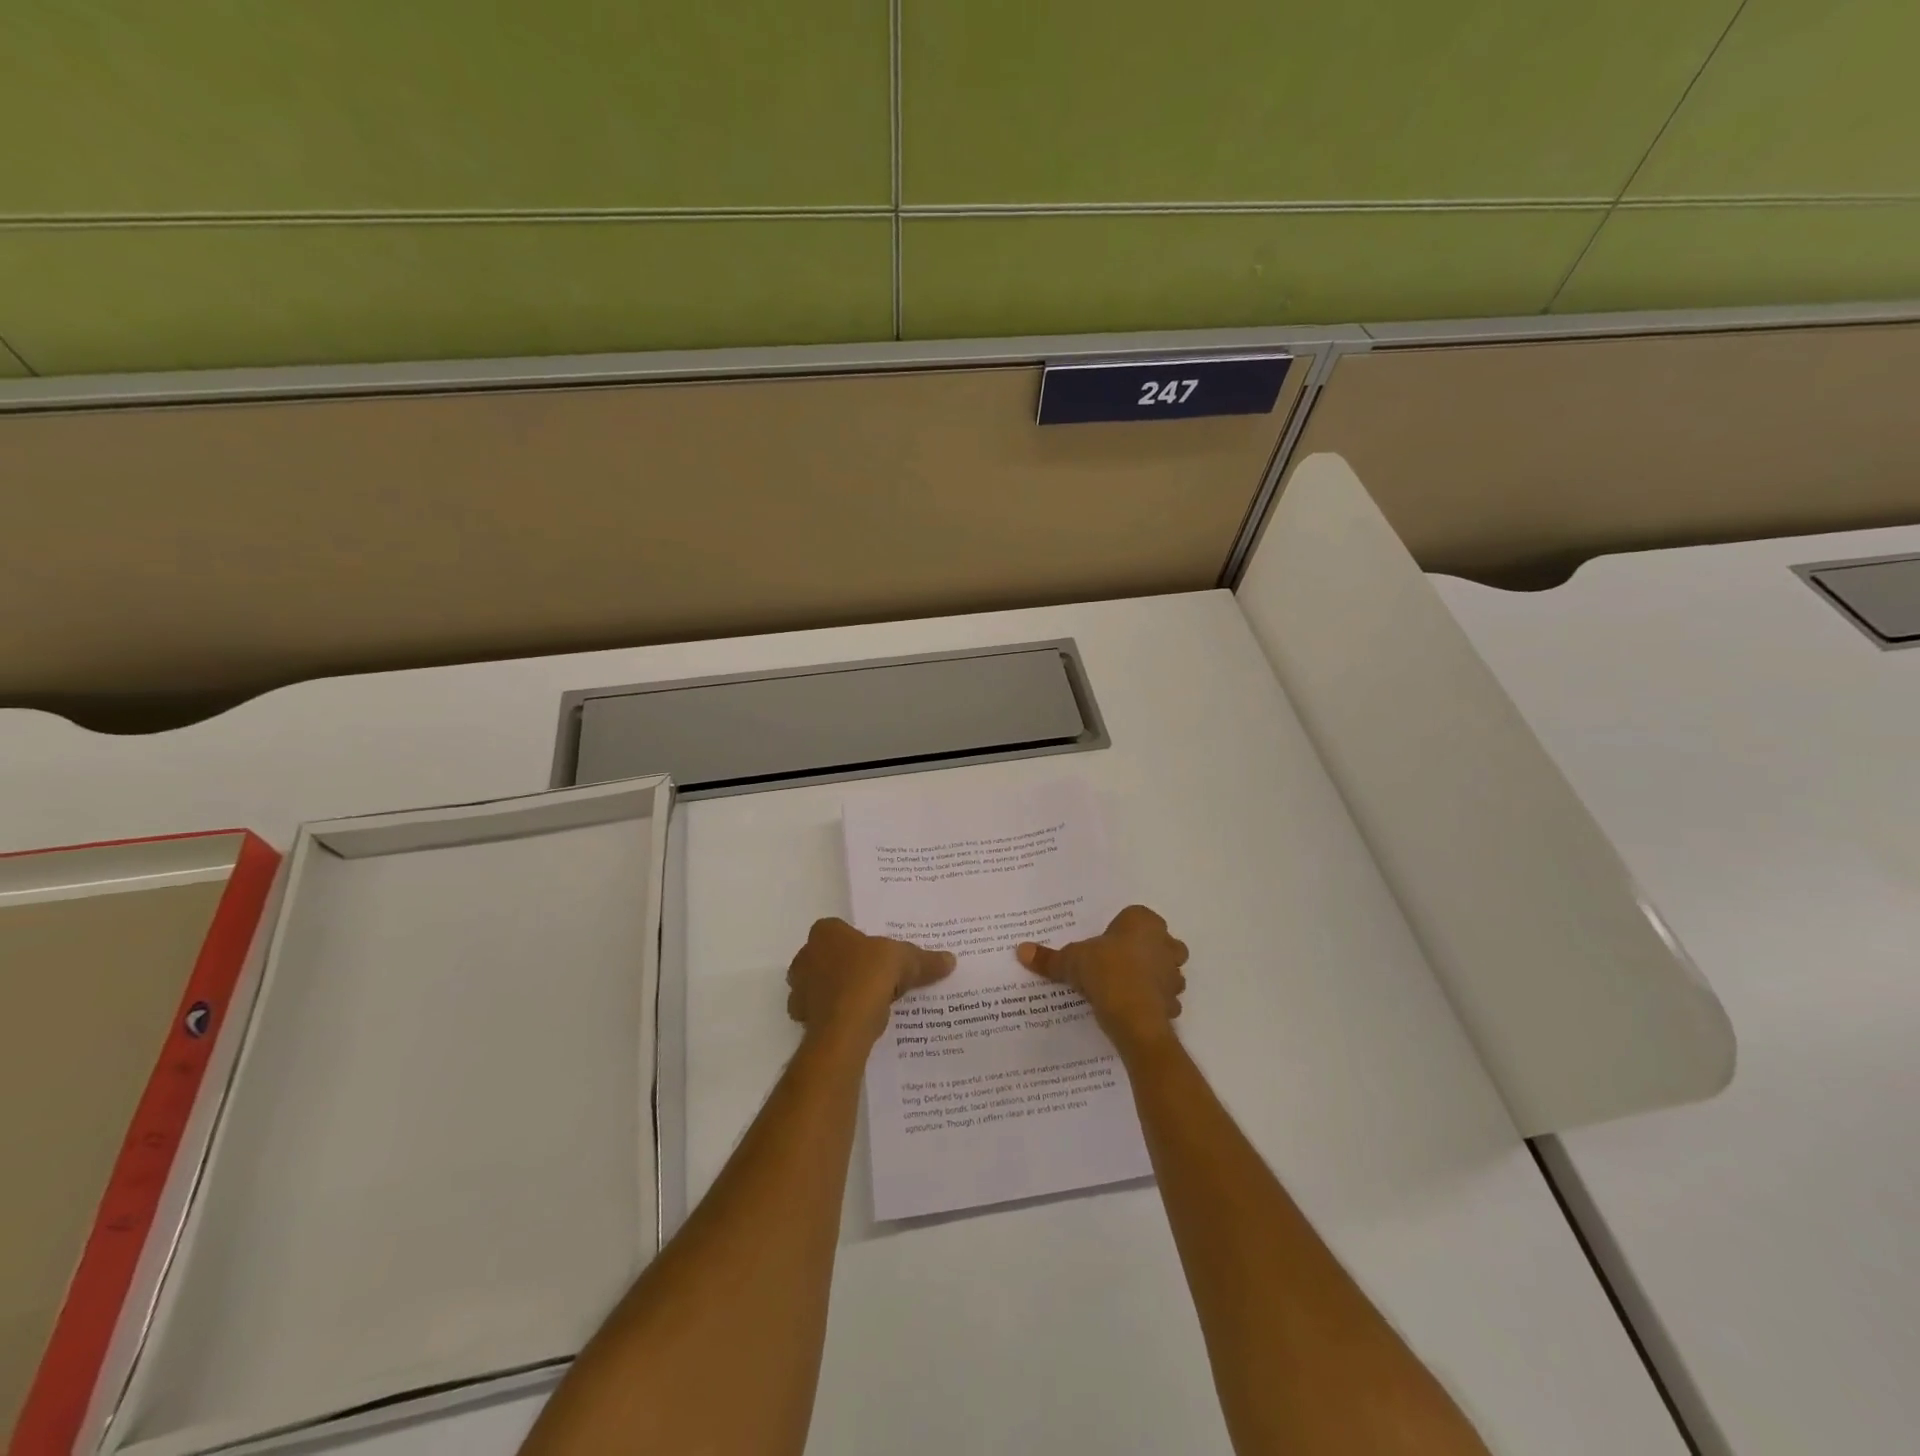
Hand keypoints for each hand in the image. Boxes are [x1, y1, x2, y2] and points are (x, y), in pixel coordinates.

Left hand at [786, 917, 955, 1050]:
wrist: (845, 1025)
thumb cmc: (870, 976)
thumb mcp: (906, 961)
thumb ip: (925, 959)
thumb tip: (950, 960)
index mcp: (825, 932)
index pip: (840, 930)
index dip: (858, 942)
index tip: (876, 957)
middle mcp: (805, 956)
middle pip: (828, 958)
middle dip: (845, 967)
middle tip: (874, 979)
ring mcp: (799, 988)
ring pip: (821, 986)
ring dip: (838, 993)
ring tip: (867, 1004)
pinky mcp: (801, 1018)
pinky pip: (821, 1013)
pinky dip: (834, 1016)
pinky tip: (856, 1023)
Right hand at [1016, 905, 1188, 1055]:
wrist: (1133, 1016)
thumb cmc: (1105, 971)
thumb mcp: (1071, 961)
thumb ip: (1049, 957)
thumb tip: (1021, 950)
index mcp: (1143, 922)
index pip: (1136, 916)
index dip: (1122, 929)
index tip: (1105, 943)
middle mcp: (1165, 943)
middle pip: (1159, 942)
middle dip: (1145, 951)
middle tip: (1118, 962)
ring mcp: (1173, 974)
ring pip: (1167, 970)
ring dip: (1152, 977)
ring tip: (1125, 987)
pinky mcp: (1173, 1001)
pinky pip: (1164, 998)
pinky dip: (1152, 1002)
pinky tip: (1132, 1009)